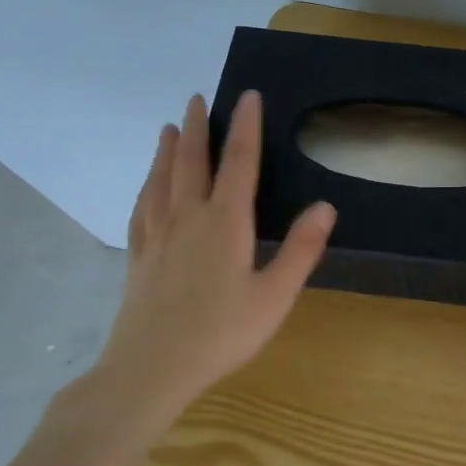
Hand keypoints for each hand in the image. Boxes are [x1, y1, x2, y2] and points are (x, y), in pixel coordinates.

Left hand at [83, 90, 334, 436]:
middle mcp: (188, 217)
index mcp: (225, 223)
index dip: (246, 127)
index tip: (248, 96)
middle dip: (198, 127)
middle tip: (197, 98)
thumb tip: (326, 205)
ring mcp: (158, 234)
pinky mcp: (139, 255)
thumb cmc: (222, 333)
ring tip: (170, 127)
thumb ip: (301, 249)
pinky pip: (141, 207)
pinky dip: (147, 186)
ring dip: (168, 150)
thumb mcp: (275, 296)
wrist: (151, 368)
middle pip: (192, 161)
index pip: (239, 162)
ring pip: (162, 179)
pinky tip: (148, 185)